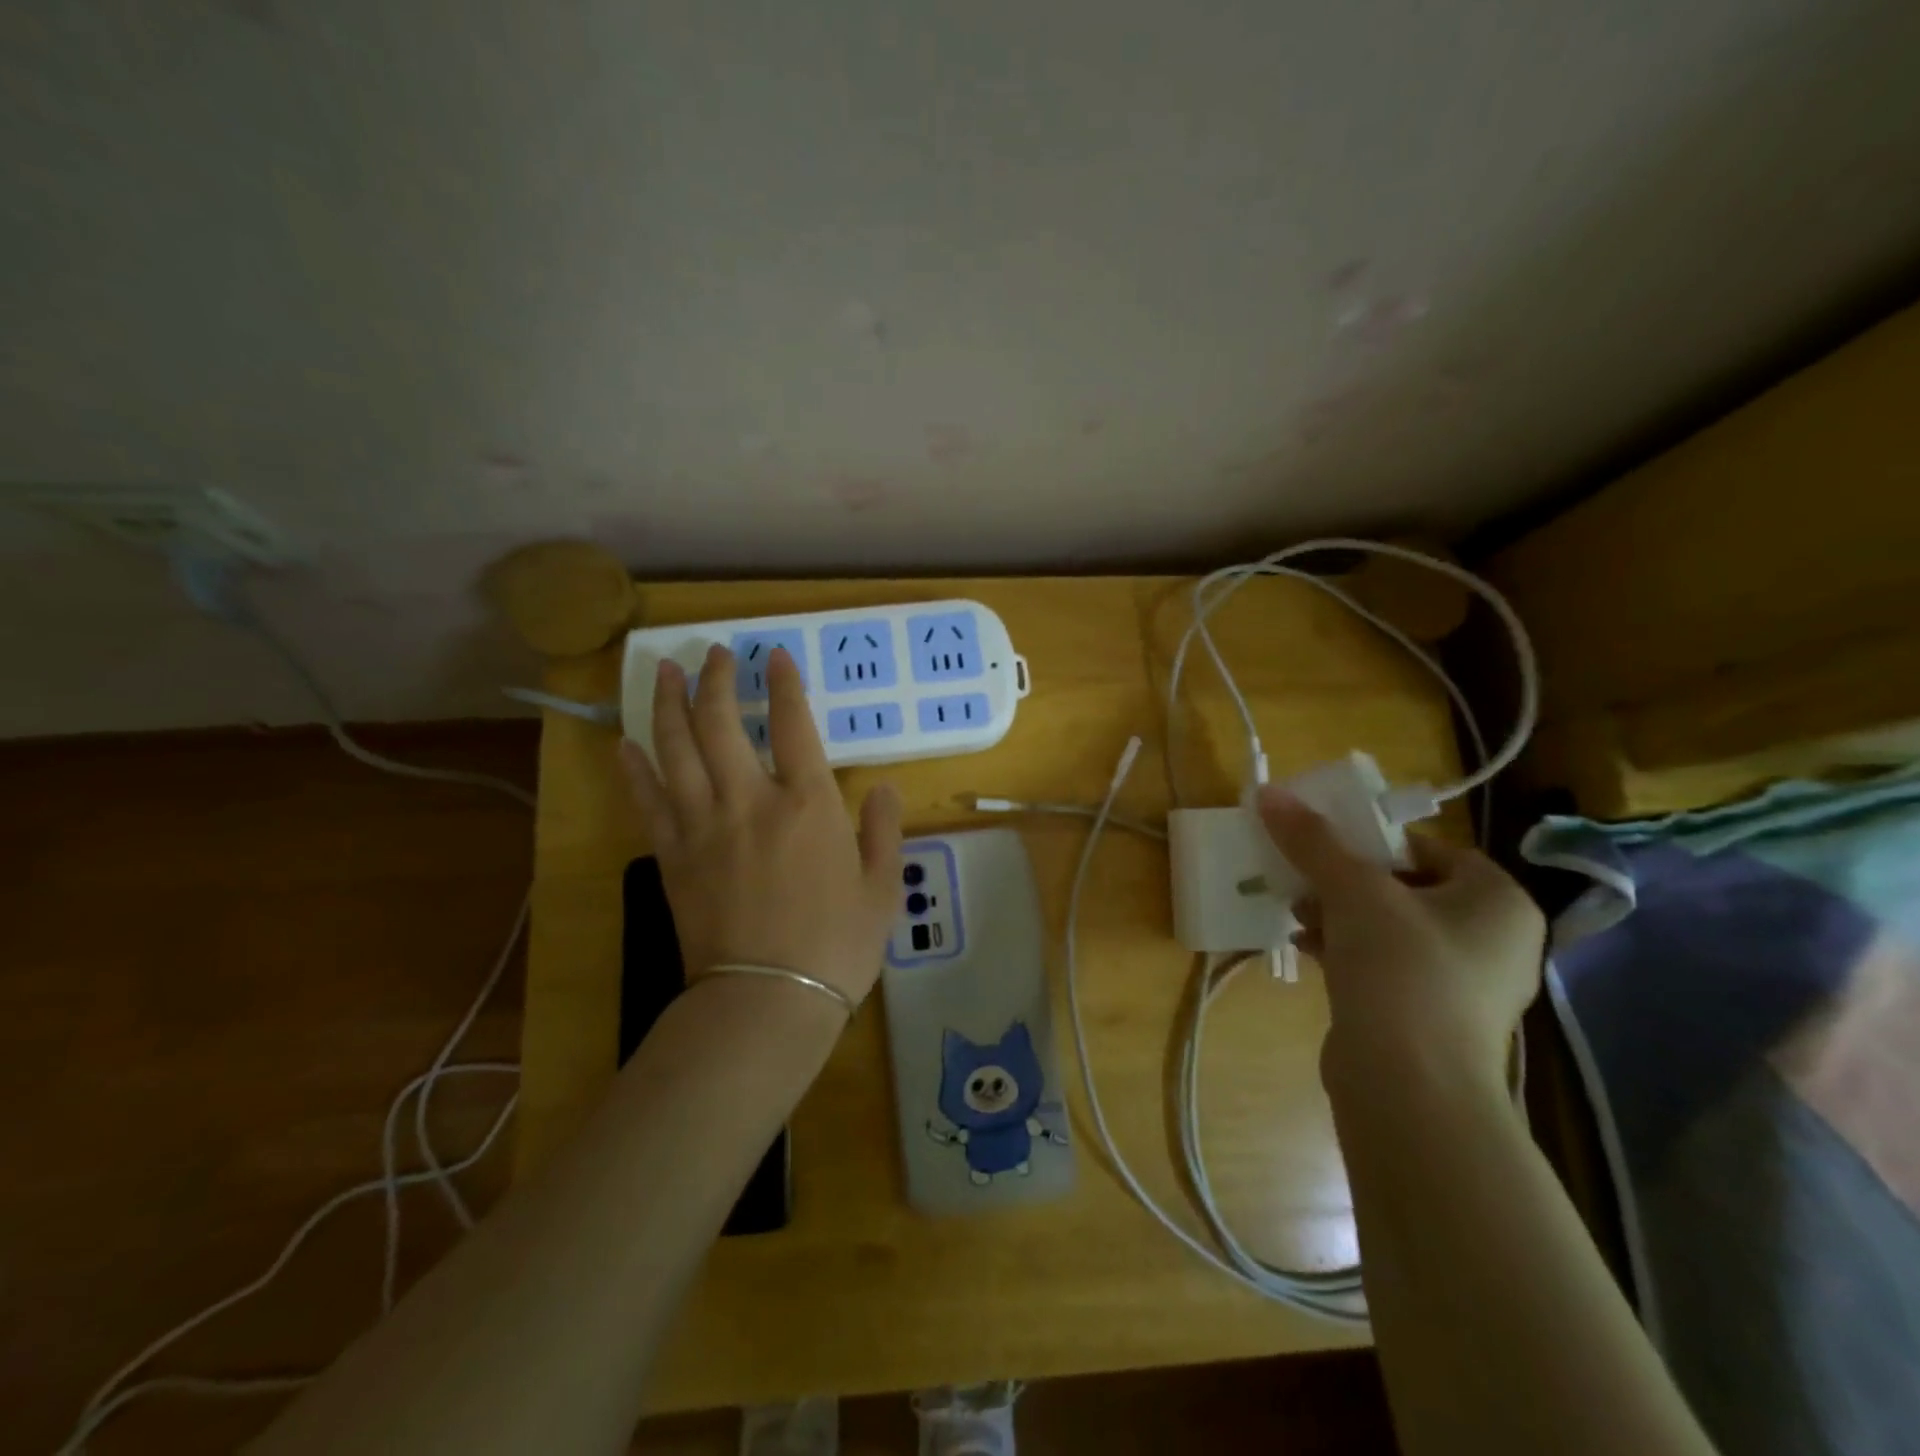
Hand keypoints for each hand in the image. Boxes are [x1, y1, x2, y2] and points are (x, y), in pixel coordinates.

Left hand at [620, 644, 902, 1007]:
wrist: (766, 1001)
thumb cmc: (836, 946)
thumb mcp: (881, 889)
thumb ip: (883, 831)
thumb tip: (883, 788)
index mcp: (808, 805)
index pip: (792, 724)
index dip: (783, 683)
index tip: (774, 655)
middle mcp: (751, 801)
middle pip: (721, 723)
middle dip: (716, 679)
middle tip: (714, 653)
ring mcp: (704, 826)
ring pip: (676, 749)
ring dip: (669, 704)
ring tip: (666, 672)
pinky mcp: (672, 856)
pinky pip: (648, 801)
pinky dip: (635, 768)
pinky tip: (625, 743)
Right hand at [1255, 787, 1544, 1096]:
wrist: (1410, 1088)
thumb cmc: (1401, 971)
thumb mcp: (1353, 892)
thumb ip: (1313, 840)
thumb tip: (1269, 792)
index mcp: (1498, 901)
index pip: (1429, 848)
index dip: (1373, 842)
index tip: (1325, 846)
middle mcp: (1494, 939)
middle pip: (1404, 887)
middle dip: (1345, 882)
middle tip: (1304, 881)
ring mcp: (1464, 984)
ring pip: (1390, 927)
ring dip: (1338, 915)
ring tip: (1297, 915)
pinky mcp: (1431, 1017)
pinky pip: (1385, 965)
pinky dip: (1347, 950)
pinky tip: (1306, 949)